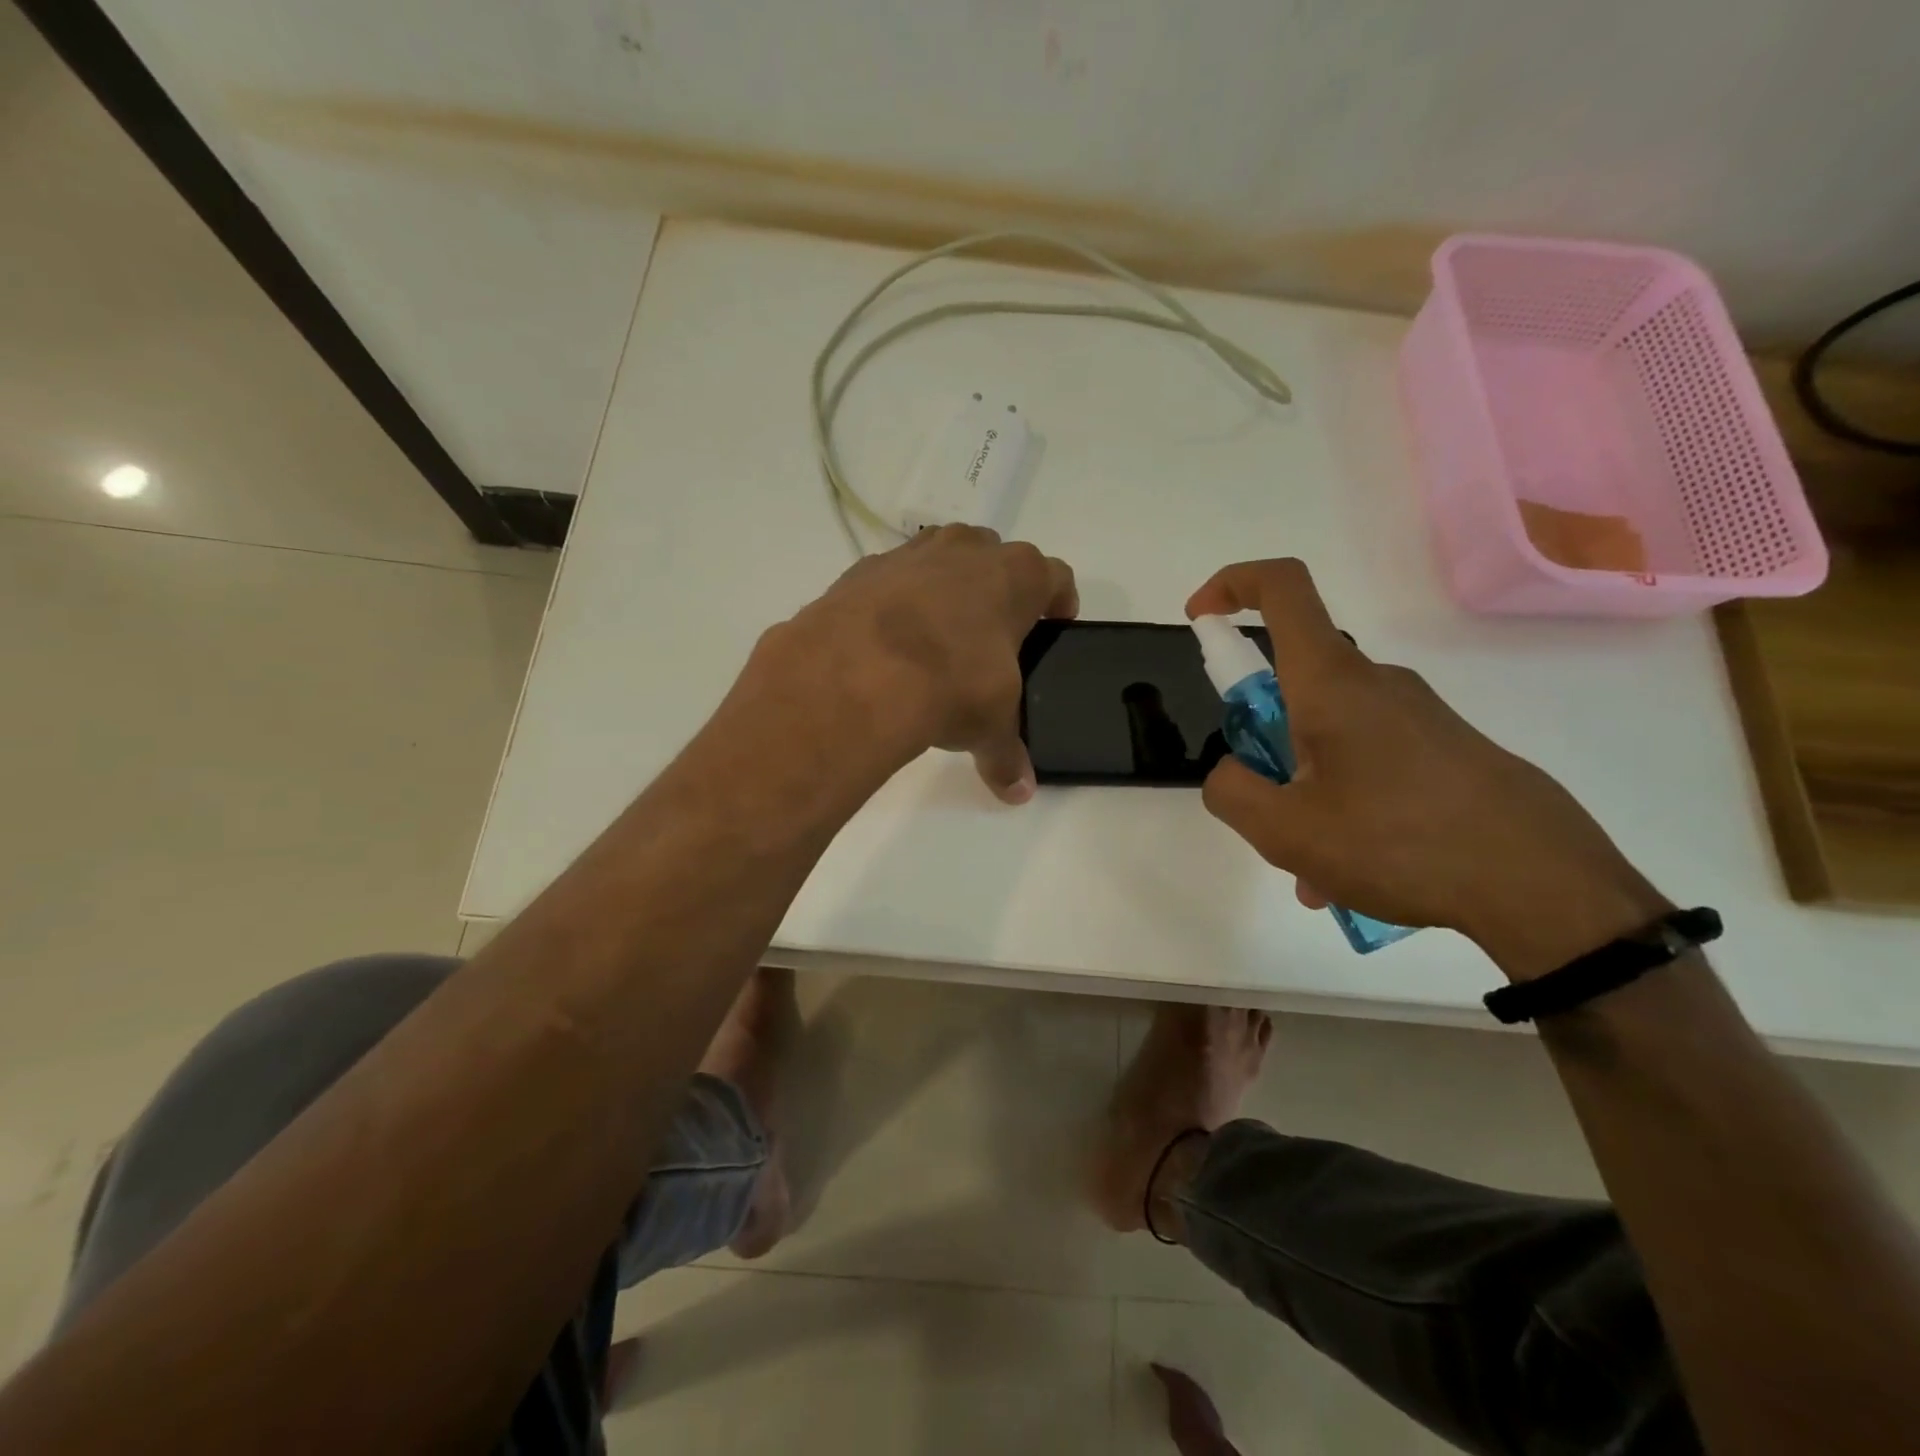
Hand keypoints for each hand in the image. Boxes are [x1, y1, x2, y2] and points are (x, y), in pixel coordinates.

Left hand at [767, 527, 1077, 802]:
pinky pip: (891, 579)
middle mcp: (968, 550)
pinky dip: (895, 602)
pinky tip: (888, 641)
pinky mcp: (864, 568)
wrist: (859, 671)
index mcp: (1017, 575)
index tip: (1054, 624)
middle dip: (997, 590)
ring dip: (945, 588)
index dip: (1059, 602)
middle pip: (996, 558)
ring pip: (941, 558)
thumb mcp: (990, 725)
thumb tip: (1018, 791)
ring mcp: (913, 553)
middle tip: (992, 635)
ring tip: (937, 637)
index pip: (1055, 577)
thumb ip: (1007, 755)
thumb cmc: (952, 684)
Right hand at [1187, 559, 1668, 979]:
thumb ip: (1231, 790)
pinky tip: (1356, 872)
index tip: (1200, 621)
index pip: (1282, 589)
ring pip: (1330, 739)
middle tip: (1266, 813)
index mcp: (1331, 683)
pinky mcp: (1448, 750)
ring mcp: (1418, 716)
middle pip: (1294, 685)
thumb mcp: (1284, 830)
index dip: (1231, 586)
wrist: (1546, 889)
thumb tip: (1230, 770)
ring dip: (1305, 792)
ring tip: (1315, 870)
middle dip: (1263, 745)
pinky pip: (1371, 763)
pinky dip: (1344, 805)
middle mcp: (1375, 683)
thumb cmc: (1400, 844)